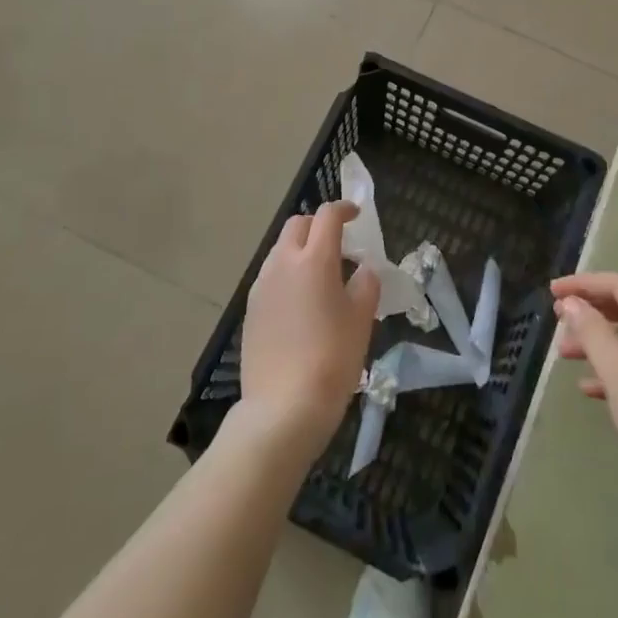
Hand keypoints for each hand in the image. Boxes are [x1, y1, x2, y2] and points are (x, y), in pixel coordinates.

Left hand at [240, 202, 380, 456]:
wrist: (283, 407)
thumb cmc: (332, 358)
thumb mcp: (362, 319)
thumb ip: (366, 284)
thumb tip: (363, 269)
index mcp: (314, 259)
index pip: (327, 216)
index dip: (344, 209)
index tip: (356, 215)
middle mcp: (283, 263)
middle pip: (298, 225)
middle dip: (318, 225)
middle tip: (338, 244)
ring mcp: (262, 285)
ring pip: (281, 250)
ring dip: (300, 250)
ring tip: (320, 276)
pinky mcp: (251, 309)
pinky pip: (271, 276)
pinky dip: (288, 274)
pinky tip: (301, 302)